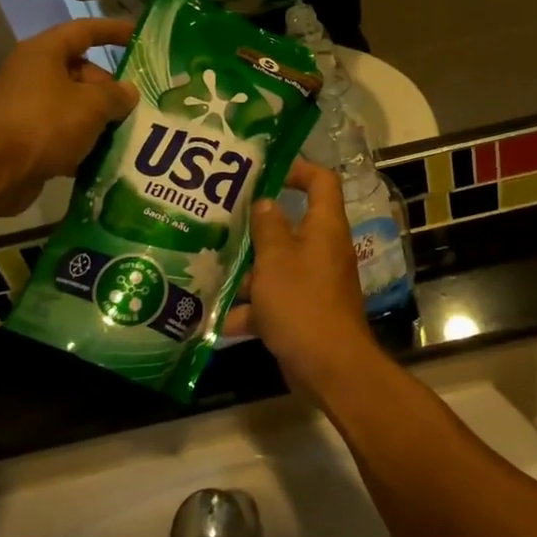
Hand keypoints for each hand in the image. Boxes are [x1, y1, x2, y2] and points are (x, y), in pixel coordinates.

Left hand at [0, 18, 137, 215]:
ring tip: (128, 131)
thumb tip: (129, 91)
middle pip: (81, 71)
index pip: (85, 30)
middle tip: (137, 105)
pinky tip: (105, 156)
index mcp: (44, 52)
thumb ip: (117, 94)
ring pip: (74, 104)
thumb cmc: (44, 123)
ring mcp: (27, 105)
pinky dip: (83, 141)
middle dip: (110, 88)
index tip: (139, 35)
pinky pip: (63, 131)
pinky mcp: (26, 136)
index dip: (114, 30)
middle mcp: (33, 73)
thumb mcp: (92, 105)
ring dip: (100, 118)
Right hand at [223, 160, 380, 400]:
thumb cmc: (301, 302)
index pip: (321, 182)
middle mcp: (323, 251)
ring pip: (277, 267)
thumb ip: (267, 226)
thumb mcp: (275, 259)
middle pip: (291, 227)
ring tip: (208, 270)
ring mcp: (314, 284)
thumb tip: (265, 203)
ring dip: (247, 273)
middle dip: (256, 228)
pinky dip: (250, 310)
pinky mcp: (304, 313)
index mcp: (324, 228)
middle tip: (221, 222)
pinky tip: (216, 319)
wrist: (328, 366)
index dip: (298, 170)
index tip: (267, 172)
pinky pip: (274, 302)